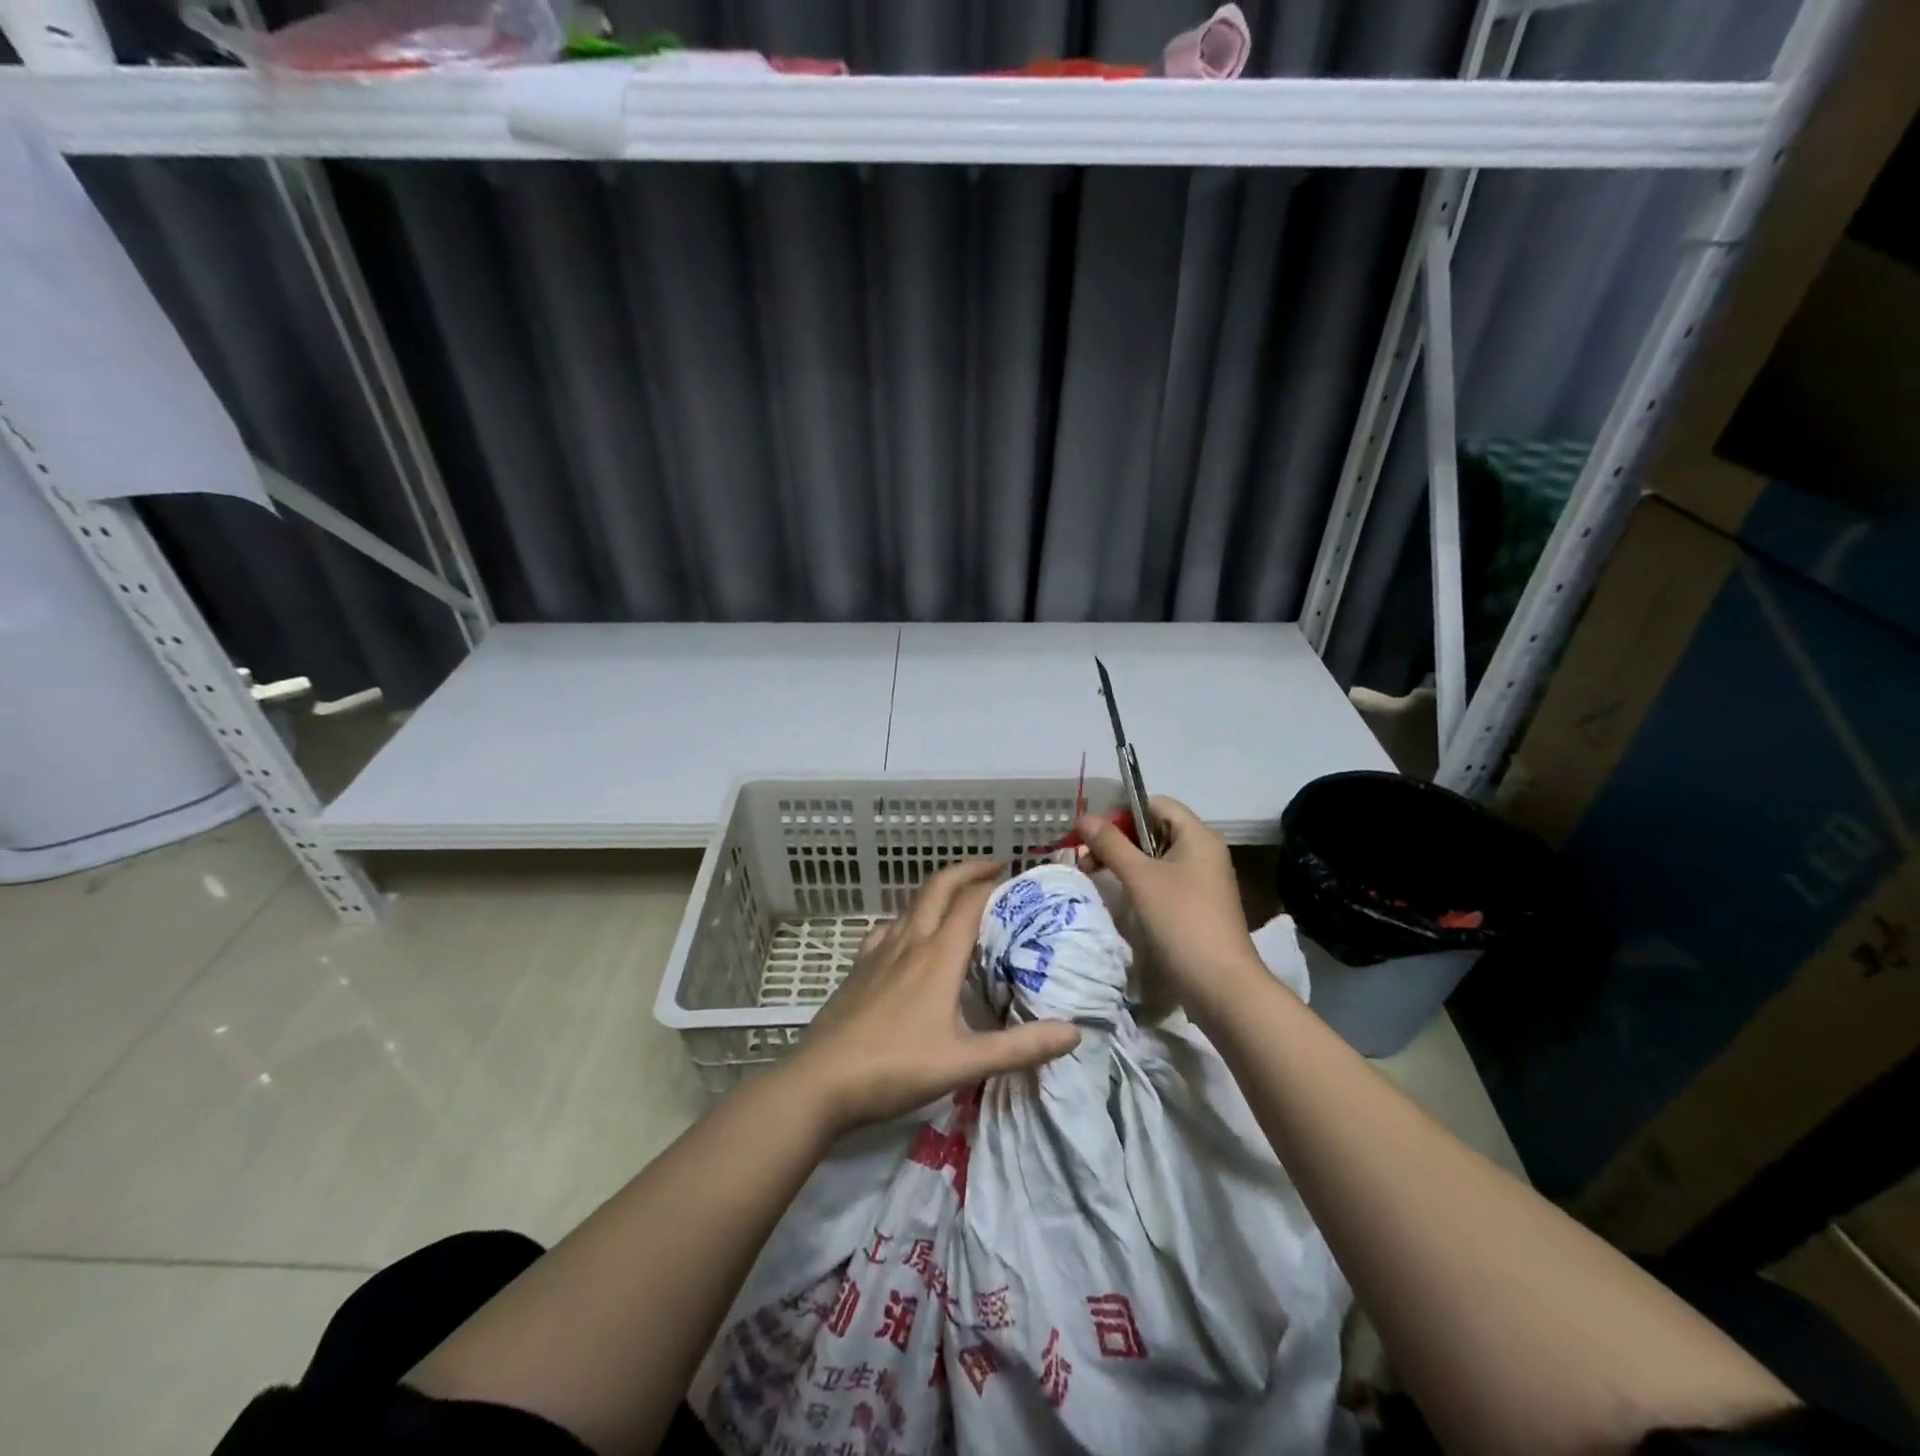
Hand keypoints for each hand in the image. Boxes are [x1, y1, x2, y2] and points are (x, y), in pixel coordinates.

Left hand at [785, 857, 1081, 1131]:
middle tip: (994, 867)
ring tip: (959, 898)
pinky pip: (887, 927)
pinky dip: (908, 918)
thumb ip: (1020, 1048)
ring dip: (938, 890)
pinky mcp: (858, 968)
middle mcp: (908, 943)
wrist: (820, 1081)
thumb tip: (1074, 1033)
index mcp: (937, 956)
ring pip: (912, 904)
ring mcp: (878, 952)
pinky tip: (908, 936)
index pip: (970, 902)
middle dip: (967, 870)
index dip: (995, 884)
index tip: (1019, 877)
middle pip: (938, 887)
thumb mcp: (964, 1063)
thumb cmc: (895, 1068)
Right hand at [1075, 796, 1268, 1017]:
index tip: (1096, 835)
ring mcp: (1204, 880)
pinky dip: (1141, 882)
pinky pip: (1165, 880)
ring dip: (1126, 862)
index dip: (1123, 813)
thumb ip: (1111, 844)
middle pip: (1155, 829)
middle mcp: (1204, 851)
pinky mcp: (1198, 905)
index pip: (1156, 804)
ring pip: (1158, 857)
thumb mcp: (1140, 878)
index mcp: (1198, 835)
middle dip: (1119, 839)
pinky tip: (1123, 898)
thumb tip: (1084, 817)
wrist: (1221, 984)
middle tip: (1087, 859)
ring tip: (1097, 877)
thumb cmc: (1181, 920)